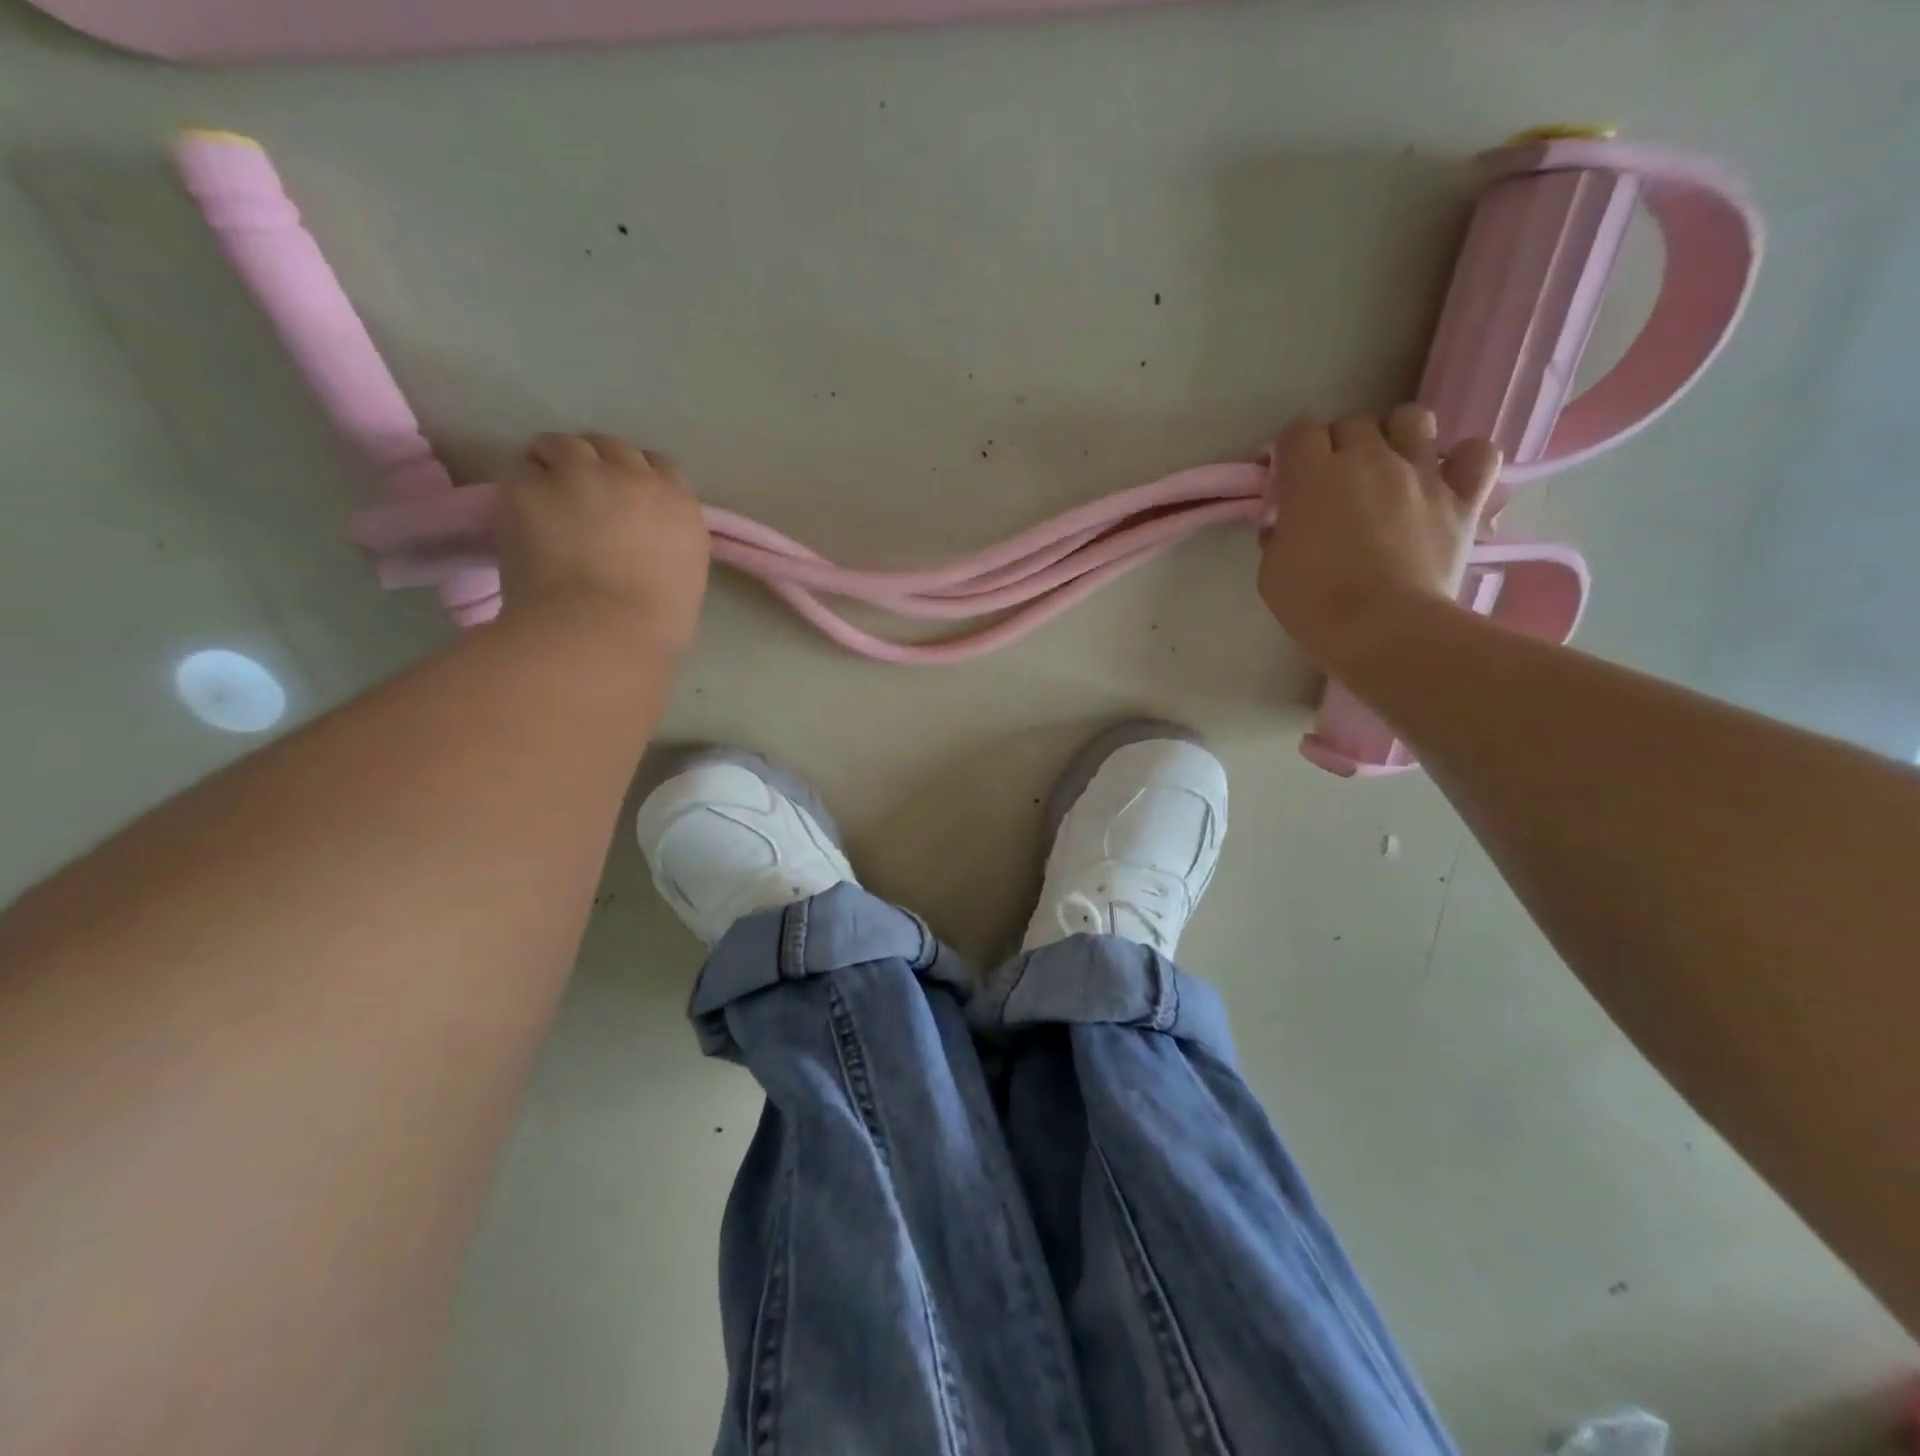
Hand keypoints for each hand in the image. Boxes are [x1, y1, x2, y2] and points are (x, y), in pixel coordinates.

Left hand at [497, 433, 710, 655]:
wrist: (602, 632)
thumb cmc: (655, 625)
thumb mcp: (685, 576)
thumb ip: (667, 544)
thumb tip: (645, 544)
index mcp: (680, 505)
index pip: (659, 466)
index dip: (636, 478)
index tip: (624, 500)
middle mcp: (635, 478)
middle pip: (612, 448)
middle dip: (597, 466)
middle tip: (581, 497)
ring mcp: (582, 476)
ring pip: (564, 445)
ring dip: (556, 463)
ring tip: (546, 495)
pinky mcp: (532, 486)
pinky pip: (524, 469)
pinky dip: (523, 485)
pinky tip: (522, 514)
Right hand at [1256, 405, 1500, 671]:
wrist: (1383, 628)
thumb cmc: (1314, 603)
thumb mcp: (1271, 571)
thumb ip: (1277, 534)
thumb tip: (1286, 522)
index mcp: (1313, 476)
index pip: (1298, 432)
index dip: (1289, 451)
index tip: (1286, 478)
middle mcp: (1368, 459)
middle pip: (1352, 423)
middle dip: (1337, 445)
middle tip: (1333, 483)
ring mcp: (1420, 473)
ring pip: (1412, 419)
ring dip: (1396, 436)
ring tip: (1390, 468)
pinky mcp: (1461, 497)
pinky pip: (1477, 453)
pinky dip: (1463, 459)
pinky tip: (1447, 478)